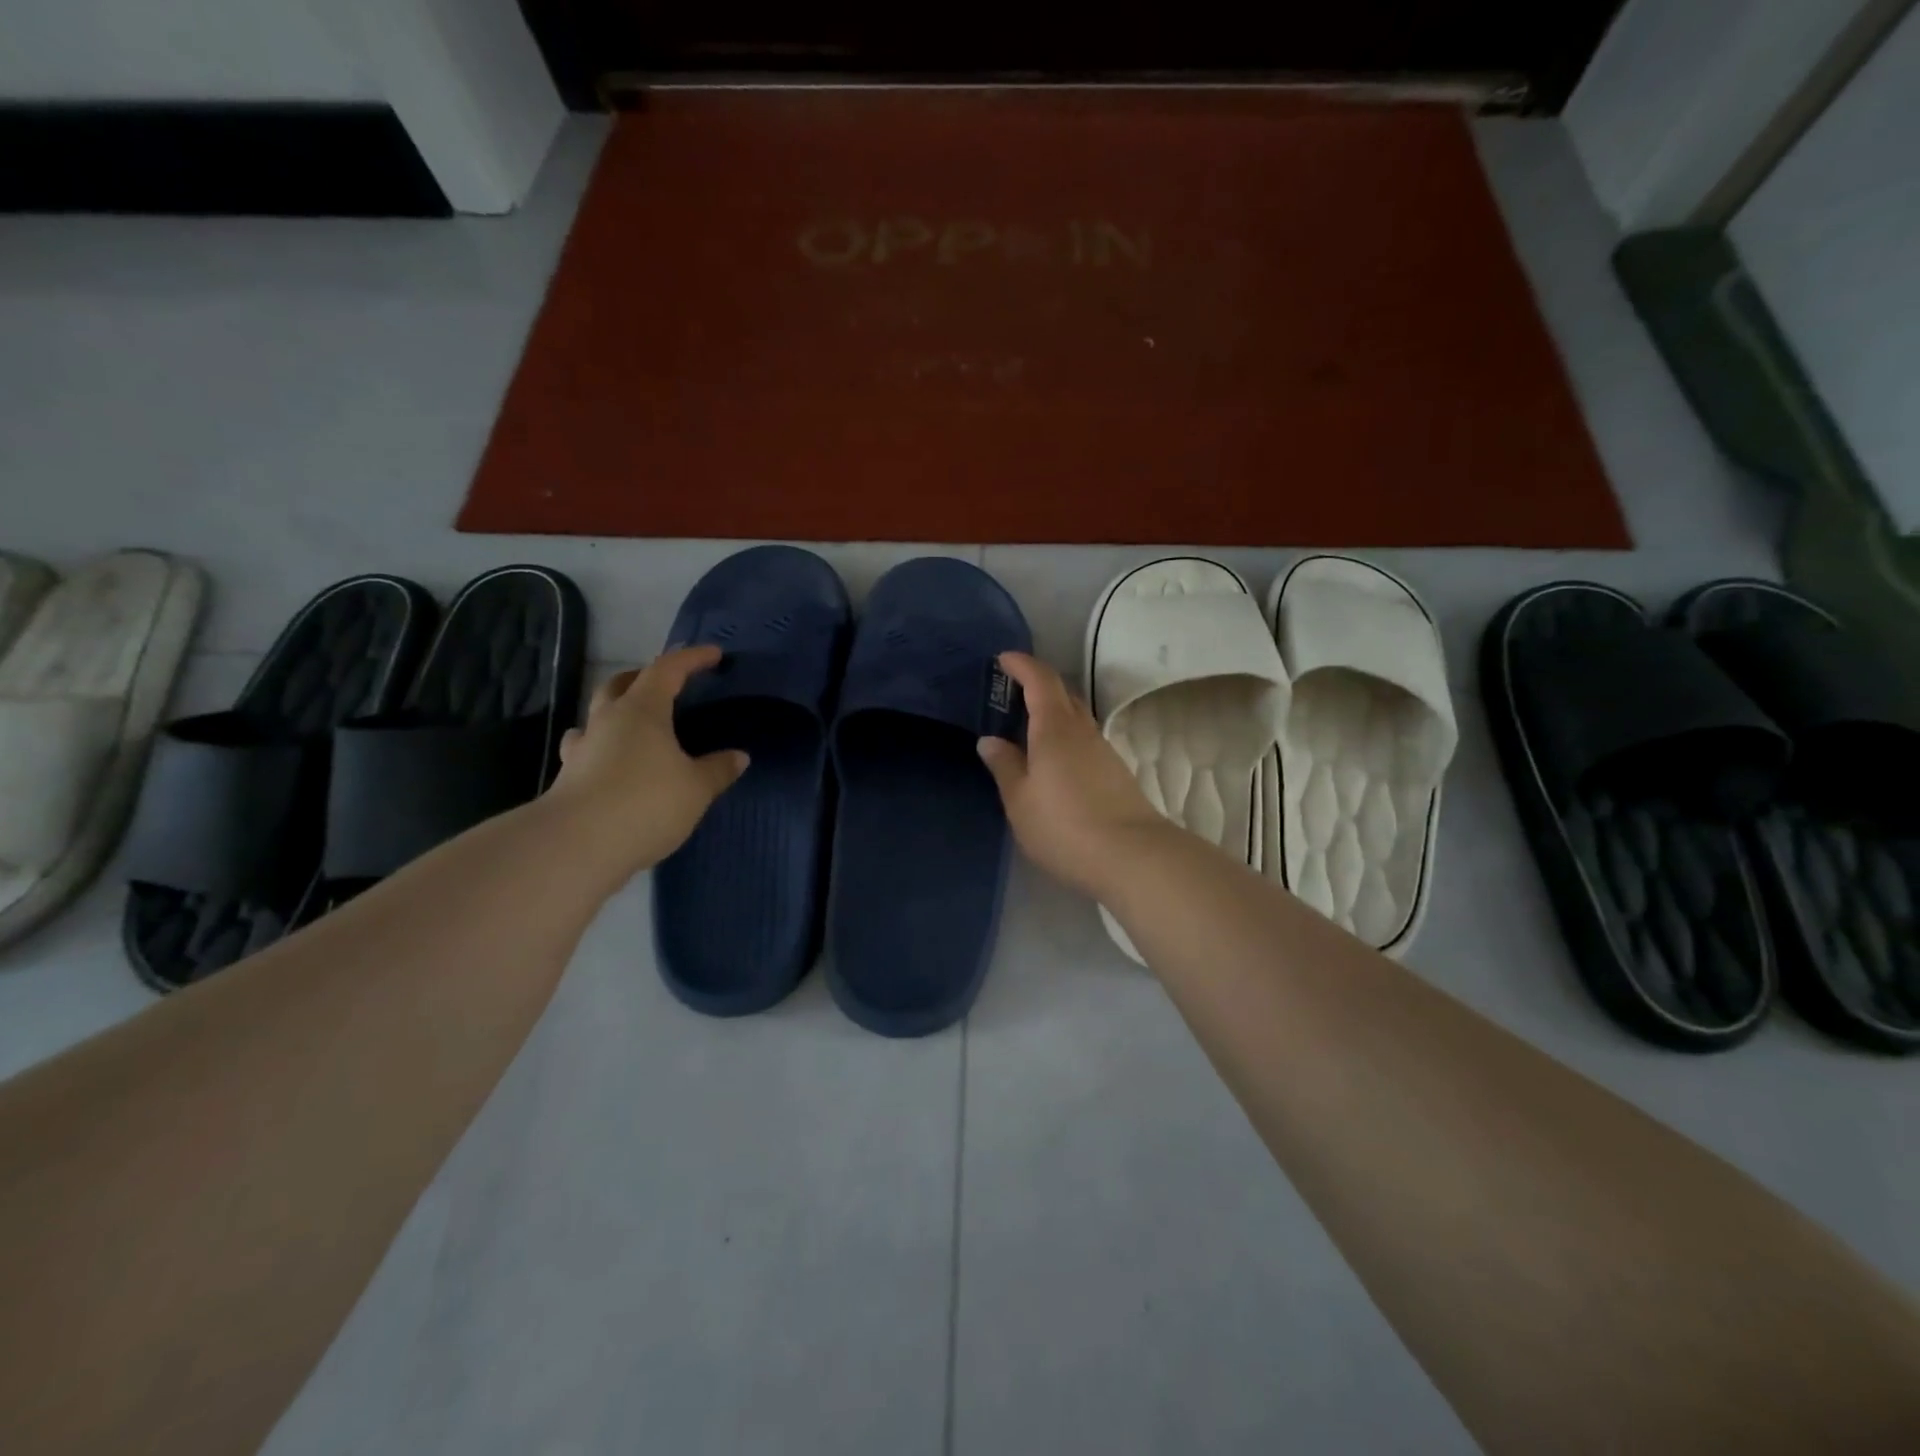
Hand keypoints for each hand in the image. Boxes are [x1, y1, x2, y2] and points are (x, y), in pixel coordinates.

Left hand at [546, 646, 748, 879]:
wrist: (577, 846)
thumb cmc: (646, 803)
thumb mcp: (696, 788)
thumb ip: (718, 769)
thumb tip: (739, 756)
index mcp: (641, 710)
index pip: (667, 670)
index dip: (691, 658)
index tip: (714, 655)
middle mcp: (607, 720)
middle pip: (621, 684)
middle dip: (644, 677)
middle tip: (667, 685)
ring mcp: (582, 749)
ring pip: (598, 716)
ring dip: (617, 712)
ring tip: (635, 724)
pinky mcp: (569, 778)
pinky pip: (589, 749)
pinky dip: (605, 748)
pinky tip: (614, 764)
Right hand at [976, 651, 1167, 897]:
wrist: (1132, 856)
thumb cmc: (1064, 825)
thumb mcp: (1020, 800)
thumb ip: (1004, 766)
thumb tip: (990, 741)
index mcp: (1055, 727)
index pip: (1040, 679)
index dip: (1022, 665)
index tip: (1004, 659)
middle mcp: (1082, 730)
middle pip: (1062, 694)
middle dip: (1037, 685)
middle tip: (1010, 693)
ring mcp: (1103, 751)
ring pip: (1076, 718)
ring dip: (1053, 713)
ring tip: (1027, 729)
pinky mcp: (1115, 773)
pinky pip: (1084, 740)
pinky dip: (1065, 737)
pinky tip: (1052, 761)